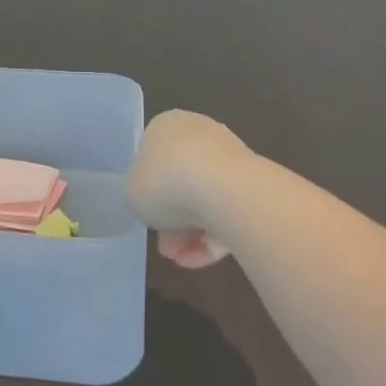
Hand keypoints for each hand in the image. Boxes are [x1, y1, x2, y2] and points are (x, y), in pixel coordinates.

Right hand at [128, 110, 251, 269]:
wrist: (223, 189)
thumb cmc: (165, 181)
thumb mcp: (132, 191)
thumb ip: (139, 193)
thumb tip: (157, 201)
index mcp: (166, 126)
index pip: (154, 158)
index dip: (149, 191)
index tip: (148, 216)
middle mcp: (199, 134)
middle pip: (181, 182)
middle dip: (172, 218)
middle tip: (165, 246)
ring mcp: (229, 158)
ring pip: (205, 200)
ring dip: (190, 233)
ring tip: (182, 259)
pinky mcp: (253, 184)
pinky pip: (227, 212)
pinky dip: (213, 237)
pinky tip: (201, 259)